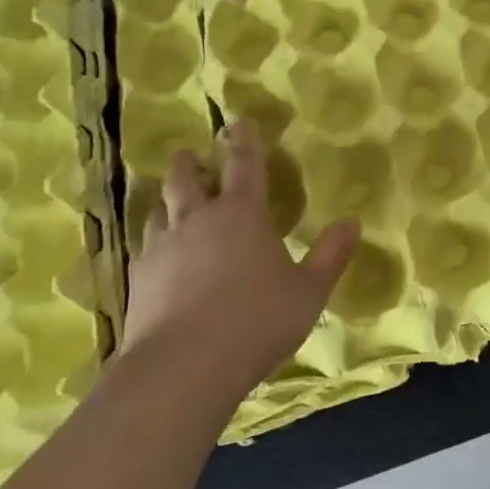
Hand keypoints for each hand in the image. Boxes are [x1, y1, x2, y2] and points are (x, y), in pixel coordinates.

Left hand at [123, 122, 358, 405]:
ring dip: (167, 198)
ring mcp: (161, 248)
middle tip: (192, 154)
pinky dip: (152, 240)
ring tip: (170, 198)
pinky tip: (154, 253)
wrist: (184, 367)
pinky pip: (142, 246)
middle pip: (187, 178)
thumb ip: (330, 255)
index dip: (243, 140)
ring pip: (158, 209)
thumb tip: (352, 222)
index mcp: (241, 214)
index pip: (243, 164)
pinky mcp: (137, 279)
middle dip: (191, 162)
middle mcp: (197, 219)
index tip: (238, 122)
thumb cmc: (257, 320)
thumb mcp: (309, 291)